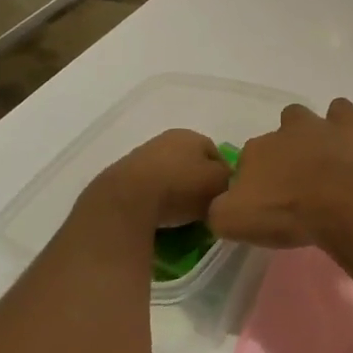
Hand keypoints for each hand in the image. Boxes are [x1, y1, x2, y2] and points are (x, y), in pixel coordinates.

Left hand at [89, 129, 230, 228]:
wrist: (127, 200)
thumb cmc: (180, 187)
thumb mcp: (219, 183)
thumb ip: (229, 180)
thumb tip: (227, 183)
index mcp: (192, 135)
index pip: (217, 154)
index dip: (224, 177)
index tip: (224, 199)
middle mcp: (166, 140)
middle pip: (191, 164)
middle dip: (198, 184)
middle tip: (205, 208)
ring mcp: (141, 156)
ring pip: (170, 176)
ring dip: (176, 193)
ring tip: (182, 217)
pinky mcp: (122, 177)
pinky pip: (149, 190)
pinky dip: (156, 201)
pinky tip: (160, 217)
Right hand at [209, 98, 352, 248]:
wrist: (342, 204)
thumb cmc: (287, 214)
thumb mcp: (234, 222)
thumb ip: (219, 211)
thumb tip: (222, 205)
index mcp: (253, 152)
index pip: (247, 163)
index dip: (256, 183)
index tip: (268, 203)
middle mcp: (282, 132)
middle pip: (275, 139)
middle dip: (282, 157)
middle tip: (295, 186)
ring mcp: (317, 126)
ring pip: (303, 119)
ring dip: (308, 135)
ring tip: (321, 164)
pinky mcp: (349, 127)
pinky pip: (341, 111)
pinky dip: (341, 123)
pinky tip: (347, 143)